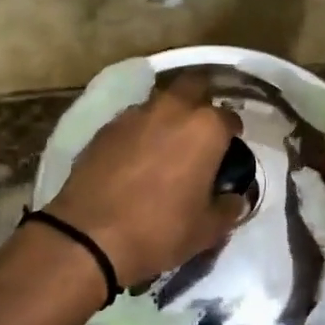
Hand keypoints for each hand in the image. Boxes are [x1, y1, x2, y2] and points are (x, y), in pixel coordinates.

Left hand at [44, 73, 247, 286]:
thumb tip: (234, 198)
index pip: (229, 118)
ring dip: (167, 116)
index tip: (229, 152)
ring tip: (166, 145)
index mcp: (205, 128)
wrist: (90, 237)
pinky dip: (139, 132)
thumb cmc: (161, 230)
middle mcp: (171, 109)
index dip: (232, 135)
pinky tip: (136, 157)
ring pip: (159, 102)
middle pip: (192, 87)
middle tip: (200, 133)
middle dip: (200, 102)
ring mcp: (133, 115)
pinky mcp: (104, 129)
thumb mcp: (207, 229)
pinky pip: (132, 121)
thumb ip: (228, 208)